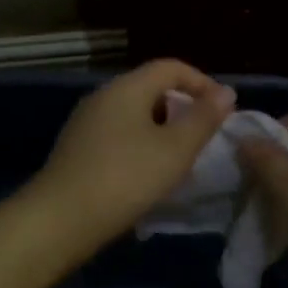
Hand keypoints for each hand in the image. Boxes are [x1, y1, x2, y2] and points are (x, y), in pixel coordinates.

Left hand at [28, 60, 236, 251]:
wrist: (60, 220)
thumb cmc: (126, 177)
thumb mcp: (176, 149)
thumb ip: (204, 118)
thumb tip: (226, 92)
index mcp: (127, 87)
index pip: (171, 67)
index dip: (202, 83)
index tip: (223, 112)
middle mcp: (103, 96)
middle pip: (152, 88)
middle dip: (183, 108)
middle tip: (204, 137)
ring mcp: (86, 123)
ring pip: (135, 114)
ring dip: (163, 130)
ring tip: (181, 159)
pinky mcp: (77, 149)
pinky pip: (119, 135)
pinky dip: (142, 145)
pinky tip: (149, 175)